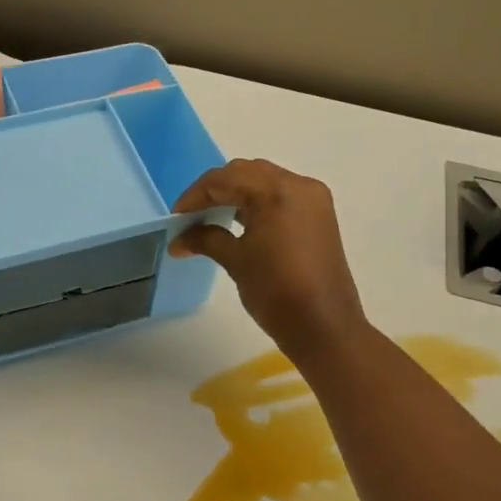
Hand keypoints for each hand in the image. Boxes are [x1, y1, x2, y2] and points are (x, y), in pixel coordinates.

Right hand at [170, 158, 369, 363]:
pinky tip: (239, 222)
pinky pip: (281, 195)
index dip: (195, 196)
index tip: (176, 218)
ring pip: (264, 181)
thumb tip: (178, 240)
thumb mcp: (236, 261)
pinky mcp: (319, 215)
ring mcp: (313, 199)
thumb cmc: (276, 292)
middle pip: (245, 173)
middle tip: (191, 216)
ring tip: (212, 219)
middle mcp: (298, 185)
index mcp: (276, 192)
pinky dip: (257, 202)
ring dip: (236, 194)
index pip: (224, 179)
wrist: (324, 328)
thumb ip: (205, 239)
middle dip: (215, 190)